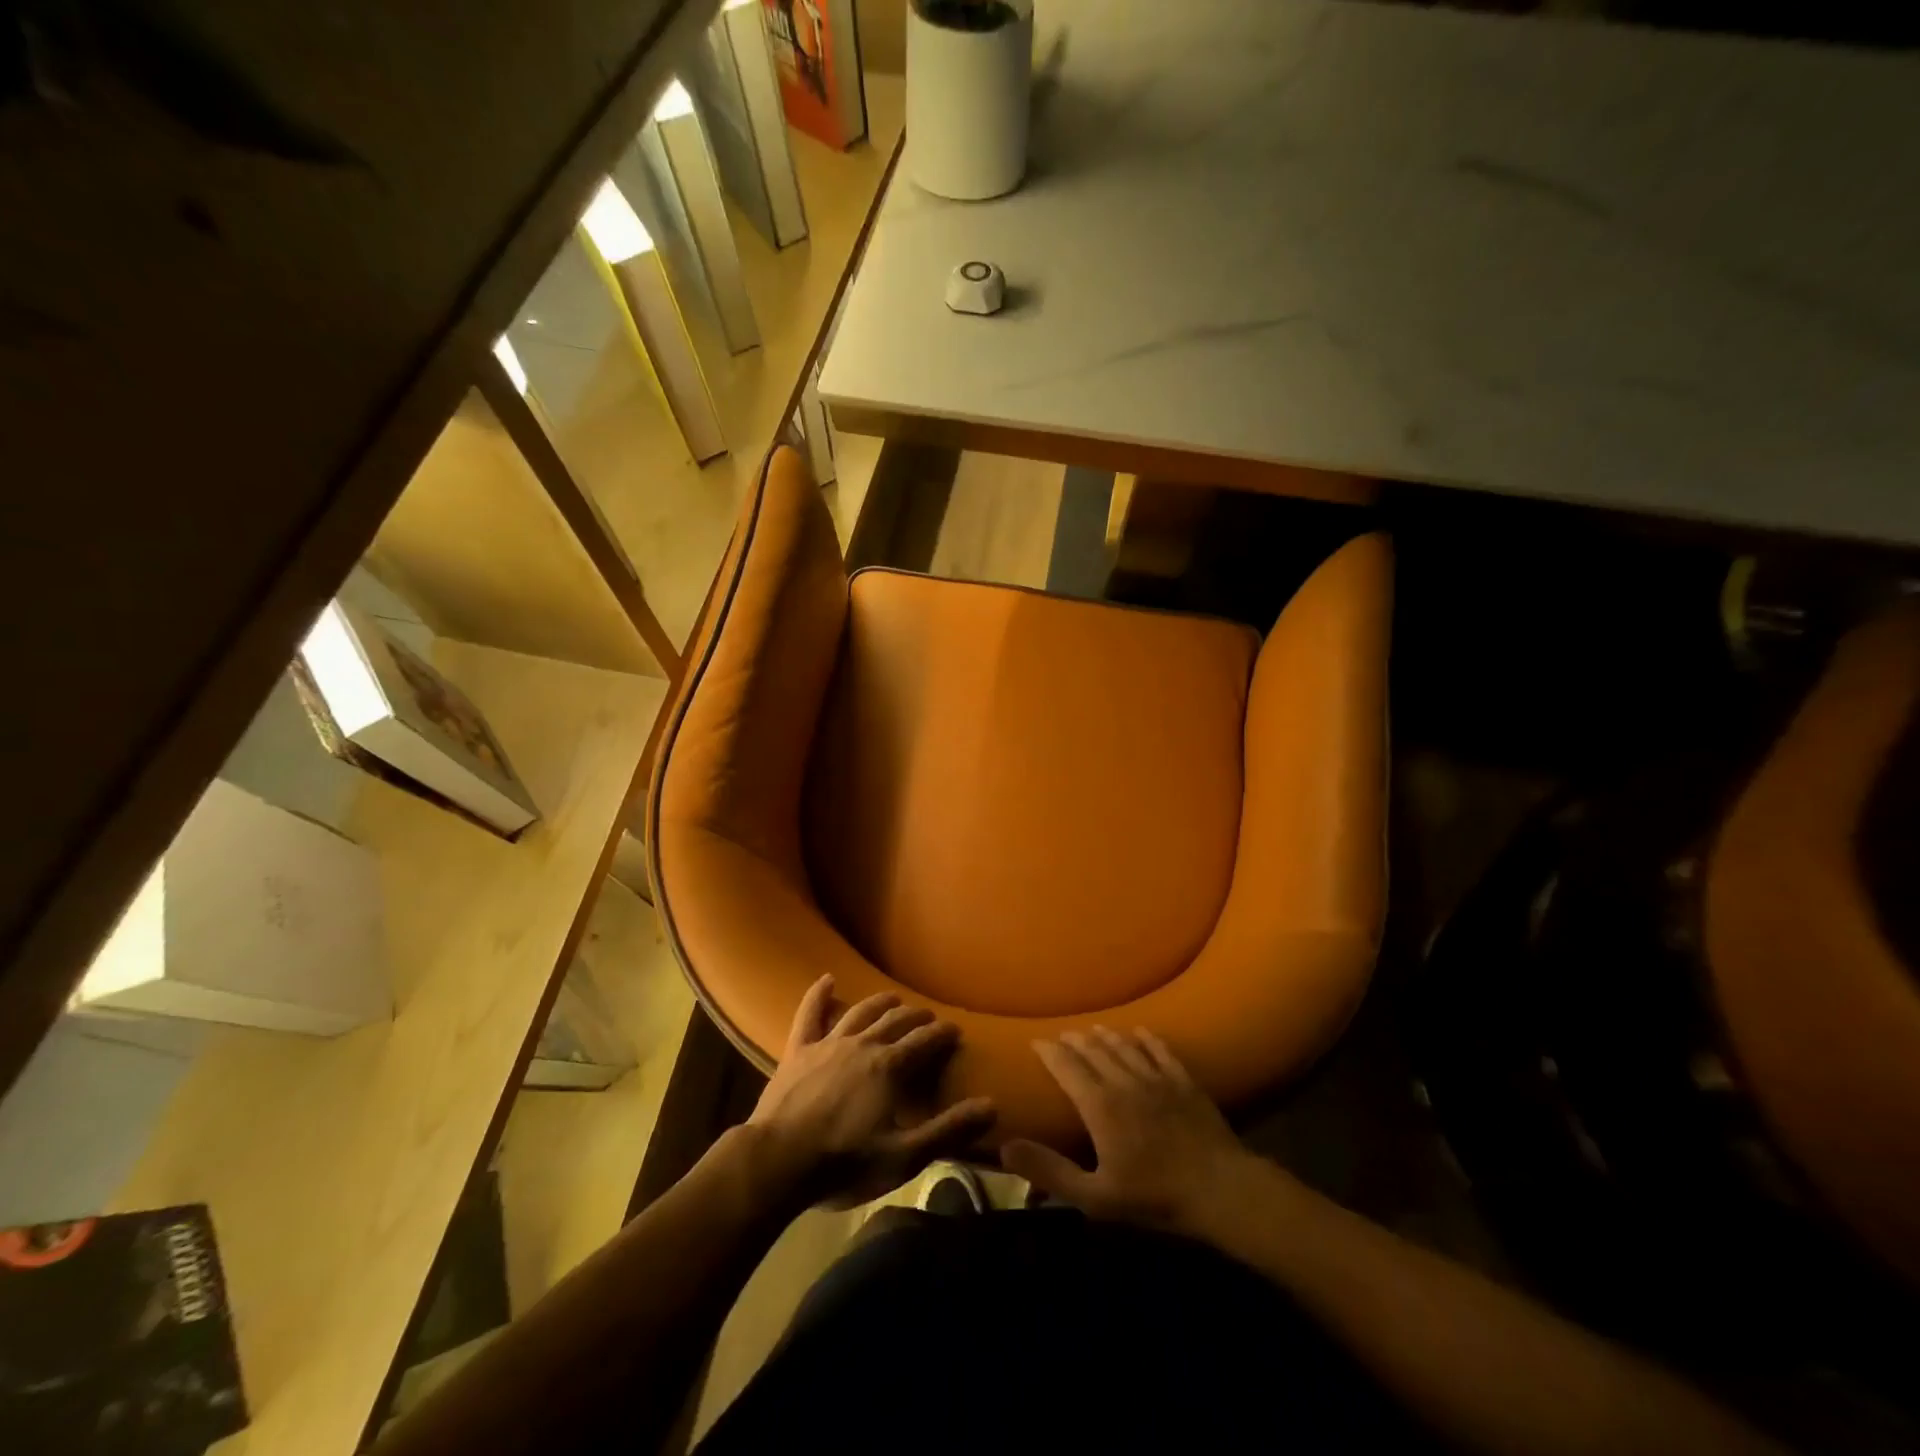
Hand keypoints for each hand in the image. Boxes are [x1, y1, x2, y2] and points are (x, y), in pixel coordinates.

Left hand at [748, 975, 995, 1208]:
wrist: (777, 1162)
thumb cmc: (844, 1163)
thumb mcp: (903, 1157)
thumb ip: (948, 1129)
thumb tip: (992, 1105)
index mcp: (889, 1067)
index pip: (924, 1041)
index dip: (942, 1034)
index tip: (955, 1030)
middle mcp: (863, 1044)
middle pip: (895, 1021)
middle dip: (916, 1018)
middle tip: (928, 1018)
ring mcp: (828, 1043)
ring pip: (860, 1012)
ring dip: (880, 1003)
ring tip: (893, 998)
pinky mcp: (798, 1050)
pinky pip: (810, 1014)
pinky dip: (819, 995)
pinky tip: (827, 980)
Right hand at [1000, 1027, 1256, 1232]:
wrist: (1220, 1190)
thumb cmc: (1154, 1197)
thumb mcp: (1095, 1196)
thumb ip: (1050, 1171)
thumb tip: (1006, 1146)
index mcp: (1100, 1104)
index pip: (1067, 1067)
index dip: (1050, 1052)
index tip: (1036, 1042)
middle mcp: (1124, 1080)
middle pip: (1094, 1051)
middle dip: (1074, 1041)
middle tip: (1062, 1035)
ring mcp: (1157, 1078)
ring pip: (1125, 1046)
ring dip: (1106, 1036)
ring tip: (1093, 1029)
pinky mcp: (1184, 1082)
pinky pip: (1160, 1051)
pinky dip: (1147, 1039)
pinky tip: (1140, 1032)